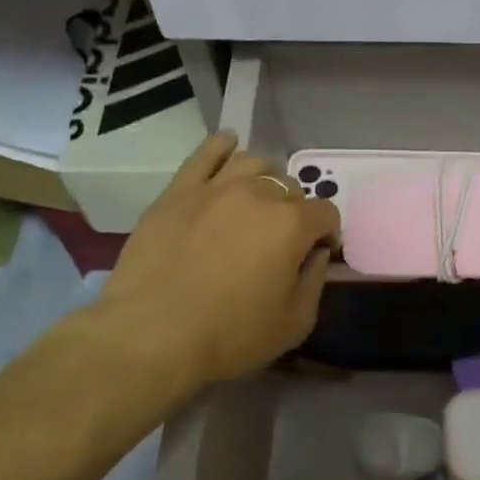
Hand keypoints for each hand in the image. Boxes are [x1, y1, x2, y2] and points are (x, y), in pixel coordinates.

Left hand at [92, 131, 339, 388]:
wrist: (152, 335)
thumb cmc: (231, 335)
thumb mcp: (295, 322)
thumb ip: (315, 280)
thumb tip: (316, 253)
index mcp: (292, 224)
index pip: (326, 213)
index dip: (328, 234)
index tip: (318, 255)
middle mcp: (258, 194)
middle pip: (290, 187)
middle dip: (295, 210)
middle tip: (282, 240)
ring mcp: (214, 188)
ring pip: (253, 163)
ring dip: (266, 179)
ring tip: (259, 201)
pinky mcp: (177, 192)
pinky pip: (204, 154)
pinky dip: (221, 145)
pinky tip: (228, 143)